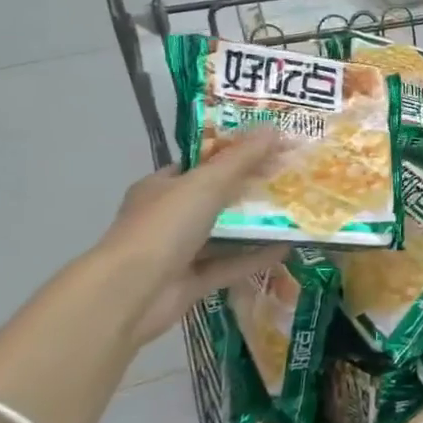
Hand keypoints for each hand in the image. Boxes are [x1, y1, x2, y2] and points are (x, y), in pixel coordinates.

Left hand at [94, 126, 286, 347]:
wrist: (130, 294)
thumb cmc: (164, 227)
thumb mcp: (207, 183)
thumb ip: (242, 158)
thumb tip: (274, 128)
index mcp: (161, 187)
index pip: (200, 165)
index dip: (234, 155)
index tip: (269, 150)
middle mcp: (168, 217)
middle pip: (215, 199)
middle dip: (250, 191)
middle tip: (288, 181)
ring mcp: (178, 252)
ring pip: (223, 235)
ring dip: (254, 226)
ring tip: (293, 213)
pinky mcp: (191, 282)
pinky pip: (228, 265)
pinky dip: (254, 257)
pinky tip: (286, 248)